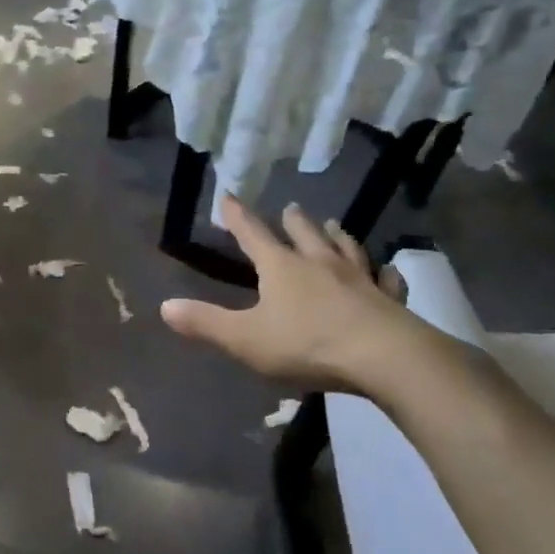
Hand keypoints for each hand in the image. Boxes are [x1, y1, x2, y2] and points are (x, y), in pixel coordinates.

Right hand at [160, 195, 450, 397]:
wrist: (383, 357)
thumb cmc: (306, 344)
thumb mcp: (244, 338)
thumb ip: (205, 323)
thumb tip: (164, 306)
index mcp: (281, 268)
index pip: (252, 234)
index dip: (237, 216)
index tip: (228, 196)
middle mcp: (319, 263)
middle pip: (304, 234)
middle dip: (293, 221)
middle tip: (291, 208)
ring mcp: (359, 279)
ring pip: (346, 248)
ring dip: (336, 236)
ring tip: (333, 225)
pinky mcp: (389, 299)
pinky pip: (386, 280)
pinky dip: (383, 272)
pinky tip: (386, 270)